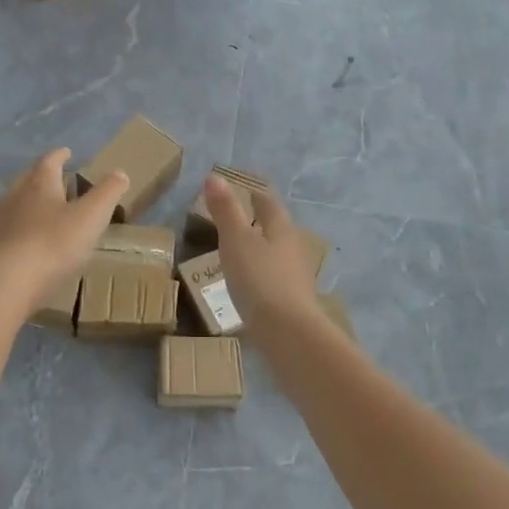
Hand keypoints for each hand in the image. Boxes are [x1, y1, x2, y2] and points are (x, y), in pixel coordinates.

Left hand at [0, 149, 127, 312]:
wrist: (8, 281)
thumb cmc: (54, 244)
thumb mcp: (91, 217)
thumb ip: (107, 193)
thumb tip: (120, 173)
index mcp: (40, 184)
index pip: (49, 161)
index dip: (60, 156)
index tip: (67, 152)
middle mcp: (15, 195)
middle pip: (27, 178)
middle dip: (41, 175)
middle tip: (54, 177)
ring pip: (13, 202)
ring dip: (27, 200)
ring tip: (40, 207)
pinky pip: (6, 227)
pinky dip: (18, 226)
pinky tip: (25, 238)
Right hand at [205, 176, 322, 339]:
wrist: (287, 332)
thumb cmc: (259, 279)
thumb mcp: (235, 240)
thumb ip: (225, 210)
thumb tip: (214, 176)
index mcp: (281, 229)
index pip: (268, 204)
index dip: (255, 195)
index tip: (243, 190)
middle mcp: (293, 249)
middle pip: (277, 229)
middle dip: (260, 222)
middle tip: (240, 219)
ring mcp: (295, 277)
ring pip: (277, 255)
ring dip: (262, 250)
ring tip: (241, 252)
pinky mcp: (292, 302)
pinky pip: (274, 280)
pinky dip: (261, 275)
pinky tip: (250, 285)